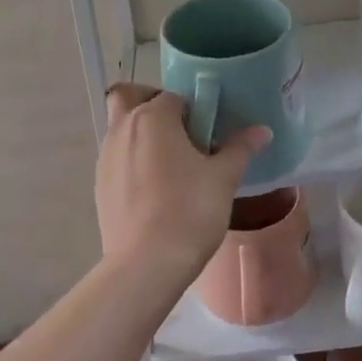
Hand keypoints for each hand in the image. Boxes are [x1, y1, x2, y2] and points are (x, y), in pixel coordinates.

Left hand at [94, 85, 270, 281]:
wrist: (147, 264)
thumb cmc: (190, 211)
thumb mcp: (223, 178)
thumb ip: (240, 148)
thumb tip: (261, 131)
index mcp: (153, 117)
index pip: (173, 96)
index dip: (193, 109)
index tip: (208, 132)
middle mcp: (122, 128)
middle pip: (129, 97)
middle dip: (150, 103)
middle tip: (179, 131)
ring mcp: (106, 156)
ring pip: (121, 128)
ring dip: (142, 134)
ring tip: (171, 165)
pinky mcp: (100, 184)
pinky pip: (117, 158)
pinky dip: (132, 161)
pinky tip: (155, 190)